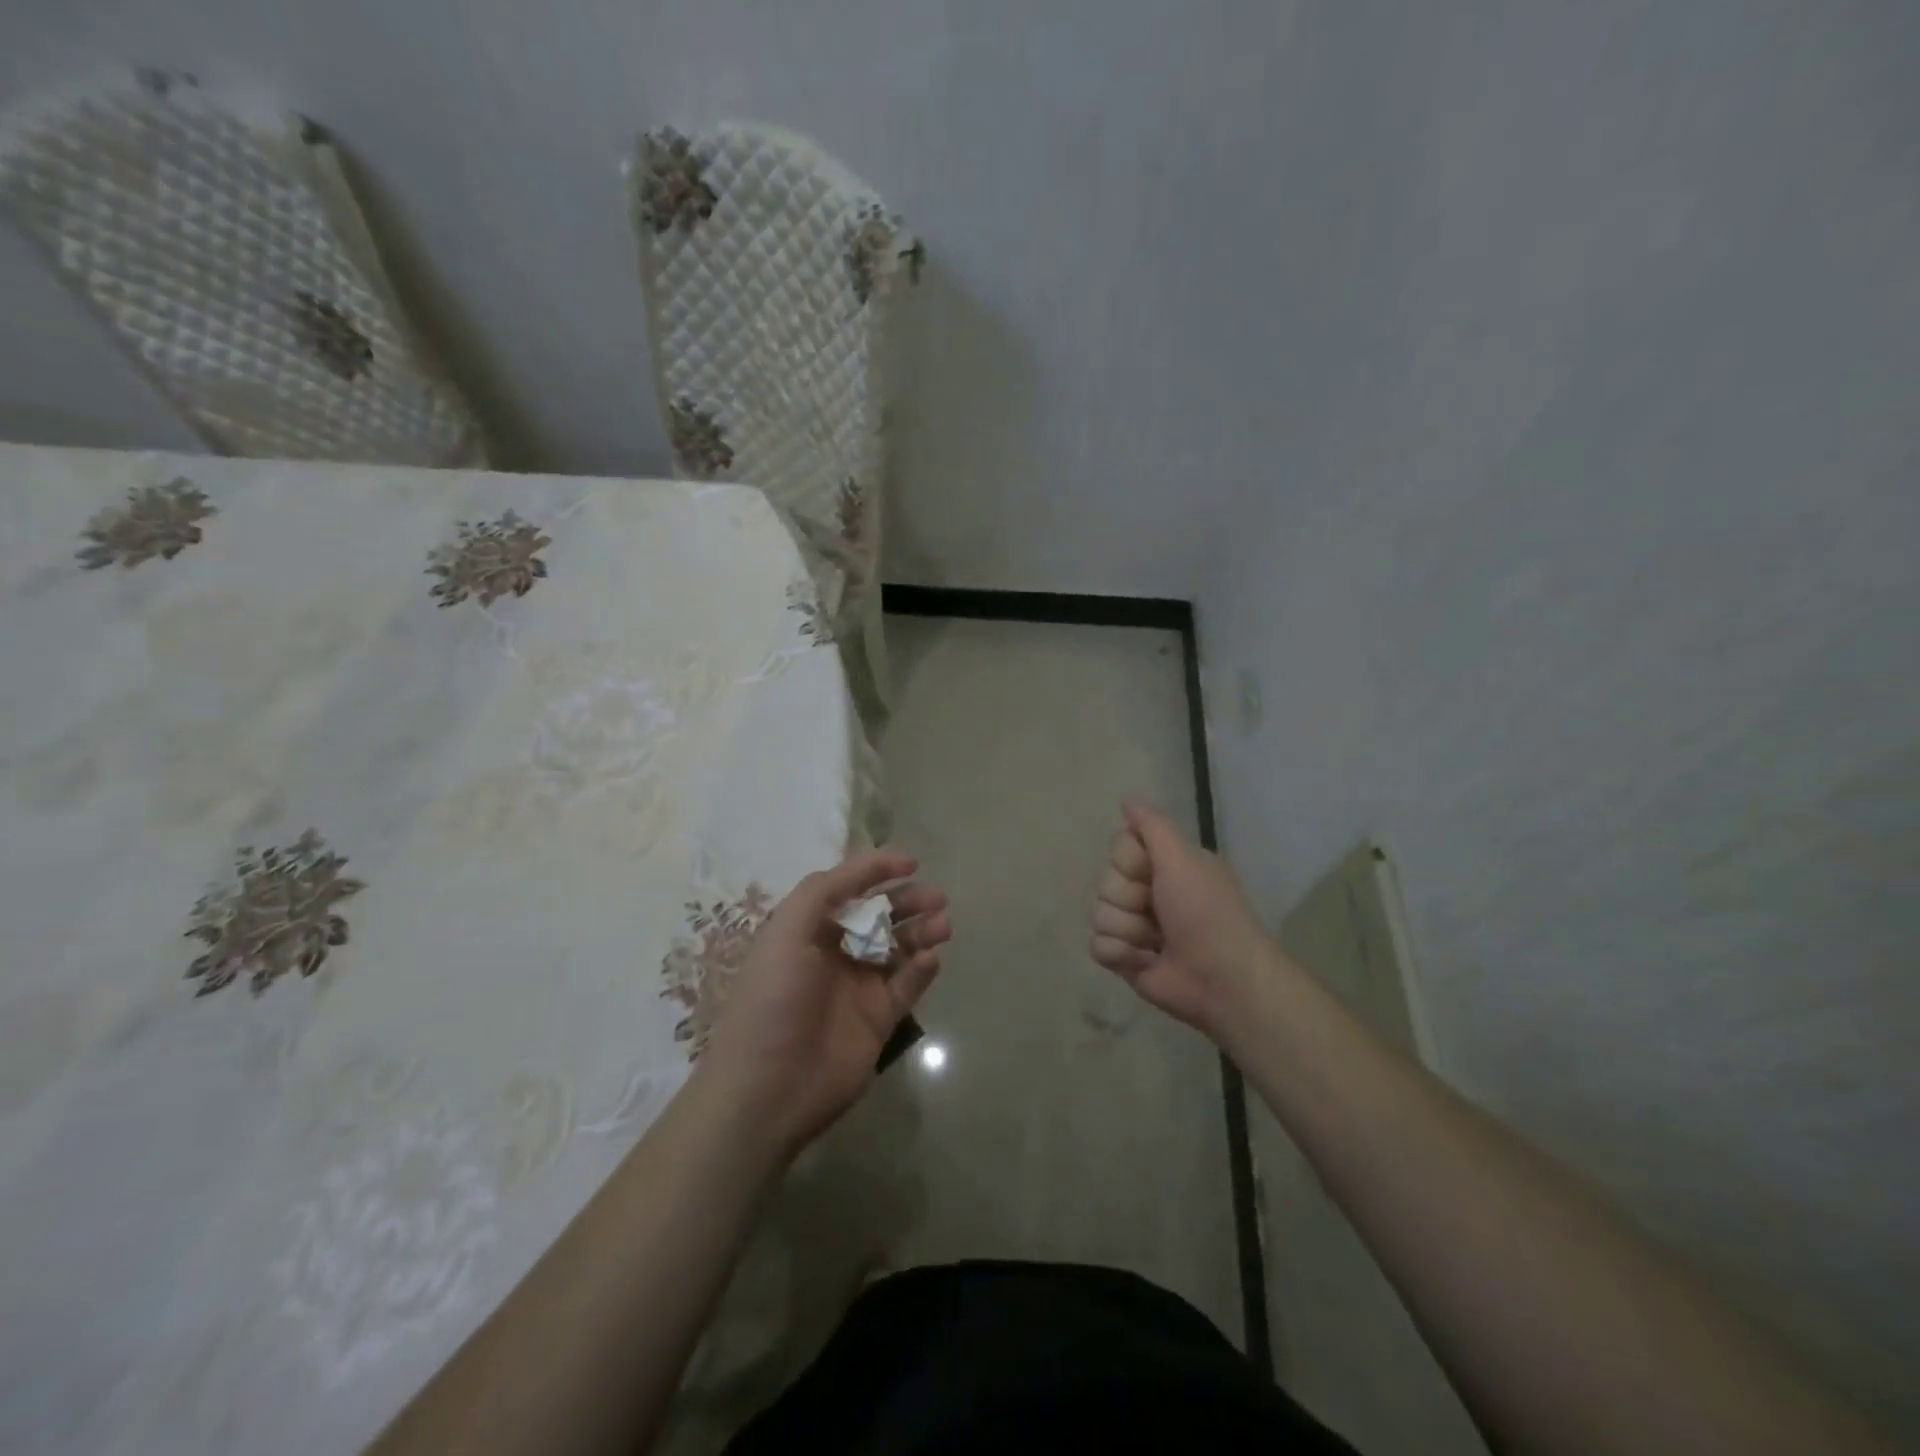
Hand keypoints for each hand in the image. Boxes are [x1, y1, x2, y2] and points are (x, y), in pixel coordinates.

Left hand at [698, 849, 950, 1158]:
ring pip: (899, 948)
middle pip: (879, 916)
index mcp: (807, 930)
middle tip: (937, 898)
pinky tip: (931, 959)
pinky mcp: (878, 1019)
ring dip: (921, 931)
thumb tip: (868, 870)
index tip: (911, 862)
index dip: (877, 871)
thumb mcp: (786, 931)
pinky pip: (907, 985)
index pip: (848, 889)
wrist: (769, 1088)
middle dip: (907, 902)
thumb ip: (822, 891)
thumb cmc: (773, 999)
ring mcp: (858, 987)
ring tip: (942, 925)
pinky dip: (922, 969)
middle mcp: (834, 953)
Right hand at [1090, 800, 1276, 1037]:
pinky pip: (1097, 945)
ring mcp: (1134, 926)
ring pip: (1098, 914)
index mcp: (1163, 865)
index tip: (1154, 873)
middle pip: (1104, 881)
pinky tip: (1145, 961)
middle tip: (1159, 912)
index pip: (1117, 848)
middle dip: (1128, 899)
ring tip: (1156, 942)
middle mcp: (1146, 891)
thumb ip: (1153, 826)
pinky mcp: (1124, 958)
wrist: (1222, 979)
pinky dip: (1121, 954)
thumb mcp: (1183, 859)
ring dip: (1128, 930)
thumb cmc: (1206, 913)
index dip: (1129, 862)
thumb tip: (1127, 799)